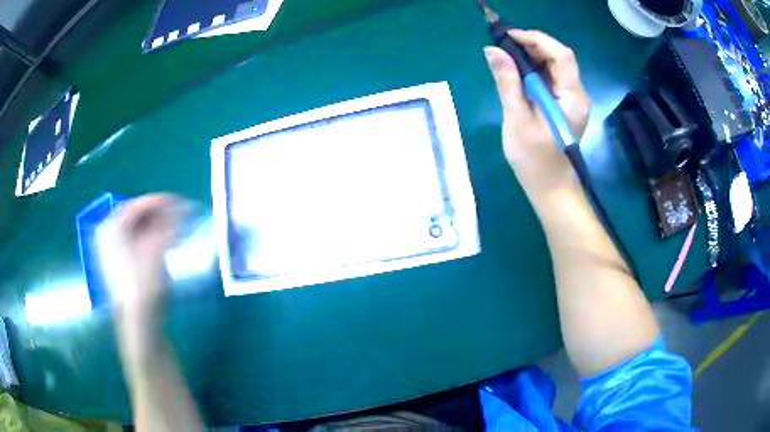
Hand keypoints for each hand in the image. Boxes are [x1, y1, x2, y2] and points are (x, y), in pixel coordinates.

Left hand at [97, 194, 183, 332]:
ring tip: (175, 231)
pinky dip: (149, 240)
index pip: (138, 205)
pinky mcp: (116, 264)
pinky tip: (163, 245)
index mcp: (111, 226)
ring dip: (155, 227)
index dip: (161, 202)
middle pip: (135, 216)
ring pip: (135, 230)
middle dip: (159, 215)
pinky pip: (133, 242)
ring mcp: (109, 250)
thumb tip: (183, 206)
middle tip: (180, 217)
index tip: (182, 203)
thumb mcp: (158, 249)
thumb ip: (169, 223)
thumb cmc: (145, 284)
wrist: (139, 323)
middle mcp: (106, 234)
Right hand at [484, 30, 591, 193]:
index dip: (536, 39)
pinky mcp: (566, 105)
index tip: (508, 37)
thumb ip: (508, 82)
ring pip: (556, 66)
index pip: (561, 55)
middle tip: (504, 47)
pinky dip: (536, 70)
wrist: (551, 189)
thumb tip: (492, 50)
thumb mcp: (517, 119)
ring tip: (507, 58)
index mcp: (571, 98)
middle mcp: (578, 94)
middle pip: (560, 57)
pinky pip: (553, 78)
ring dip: (532, 56)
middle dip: (532, 46)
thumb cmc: (534, 160)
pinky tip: (518, 73)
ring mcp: (573, 100)